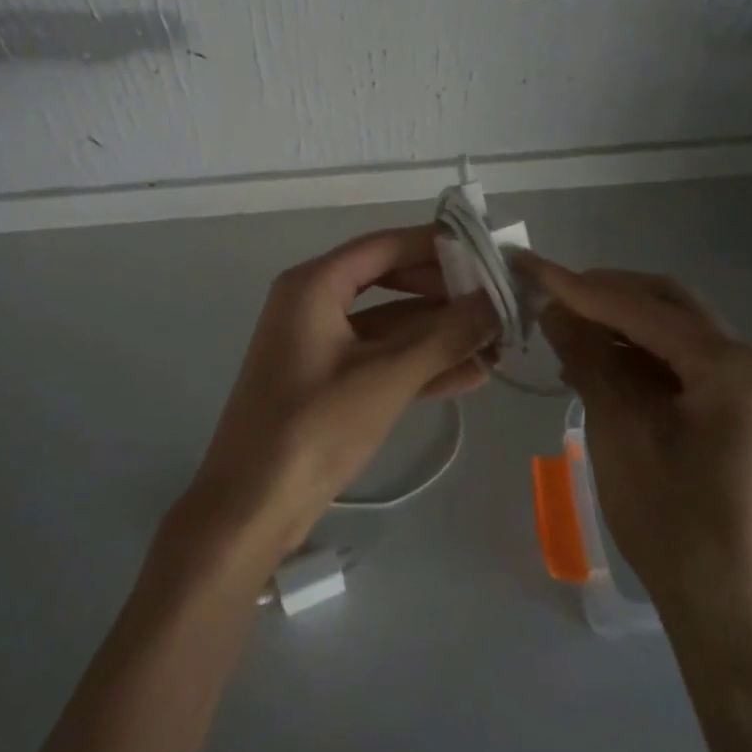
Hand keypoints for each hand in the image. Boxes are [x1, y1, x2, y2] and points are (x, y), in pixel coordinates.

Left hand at [171, 225, 497, 566]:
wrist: (251, 507)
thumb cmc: (314, 427)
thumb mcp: (386, 377)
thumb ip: (446, 336)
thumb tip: (499, 301)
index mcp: (315, 284)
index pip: (385, 246)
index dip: (436, 244)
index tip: (488, 251)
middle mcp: (315, 302)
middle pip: (390, 280)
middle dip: (444, 293)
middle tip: (499, 300)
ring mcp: (322, 343)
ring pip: (391, 323)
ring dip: (440, 332)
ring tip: (499, 340)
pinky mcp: (330, 380)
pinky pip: (382, 357)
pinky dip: (422, 363)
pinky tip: (473, 374)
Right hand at [519, 255, 751, 671]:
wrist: (729, 616)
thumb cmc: (673, 522)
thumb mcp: (618, 429)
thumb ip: (587, 357)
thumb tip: (554, 306)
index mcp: (729, 364)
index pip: (639, 307)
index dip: (577, 286)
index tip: (526, 266)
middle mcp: (745, 362)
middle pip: (663, 304)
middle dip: (603, 294)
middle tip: (549, 292)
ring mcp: (742, 388)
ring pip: (668, 331)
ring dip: (616, 325)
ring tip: (562, 331)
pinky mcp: (729, 412)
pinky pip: (675, 364)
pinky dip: (632, 357)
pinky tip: (592, 367)